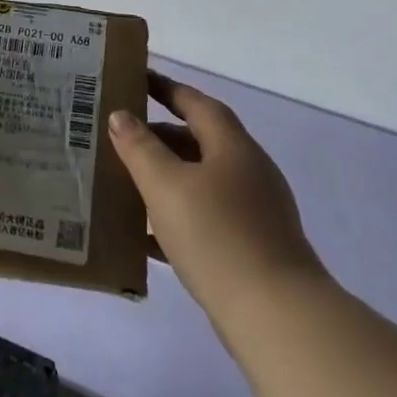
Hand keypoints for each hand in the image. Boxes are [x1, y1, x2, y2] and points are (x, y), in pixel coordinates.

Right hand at [109, 72, 326, 316]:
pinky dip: (176, 217)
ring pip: (200, 182)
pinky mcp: (252, 247)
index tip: (136, 79)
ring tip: (125, 181)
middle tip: (119, 136)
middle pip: (199, 141)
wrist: (277, 316)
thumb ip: (140, 148)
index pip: (196, 104)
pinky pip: (206, 219)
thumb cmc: (217, 236)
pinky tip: (146, 236)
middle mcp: (248, 172)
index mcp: (233, 147)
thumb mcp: (166, 186)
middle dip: (159, 137)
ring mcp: (255, 212)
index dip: (166, 88)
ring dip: (165, 178)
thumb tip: (121, 116)